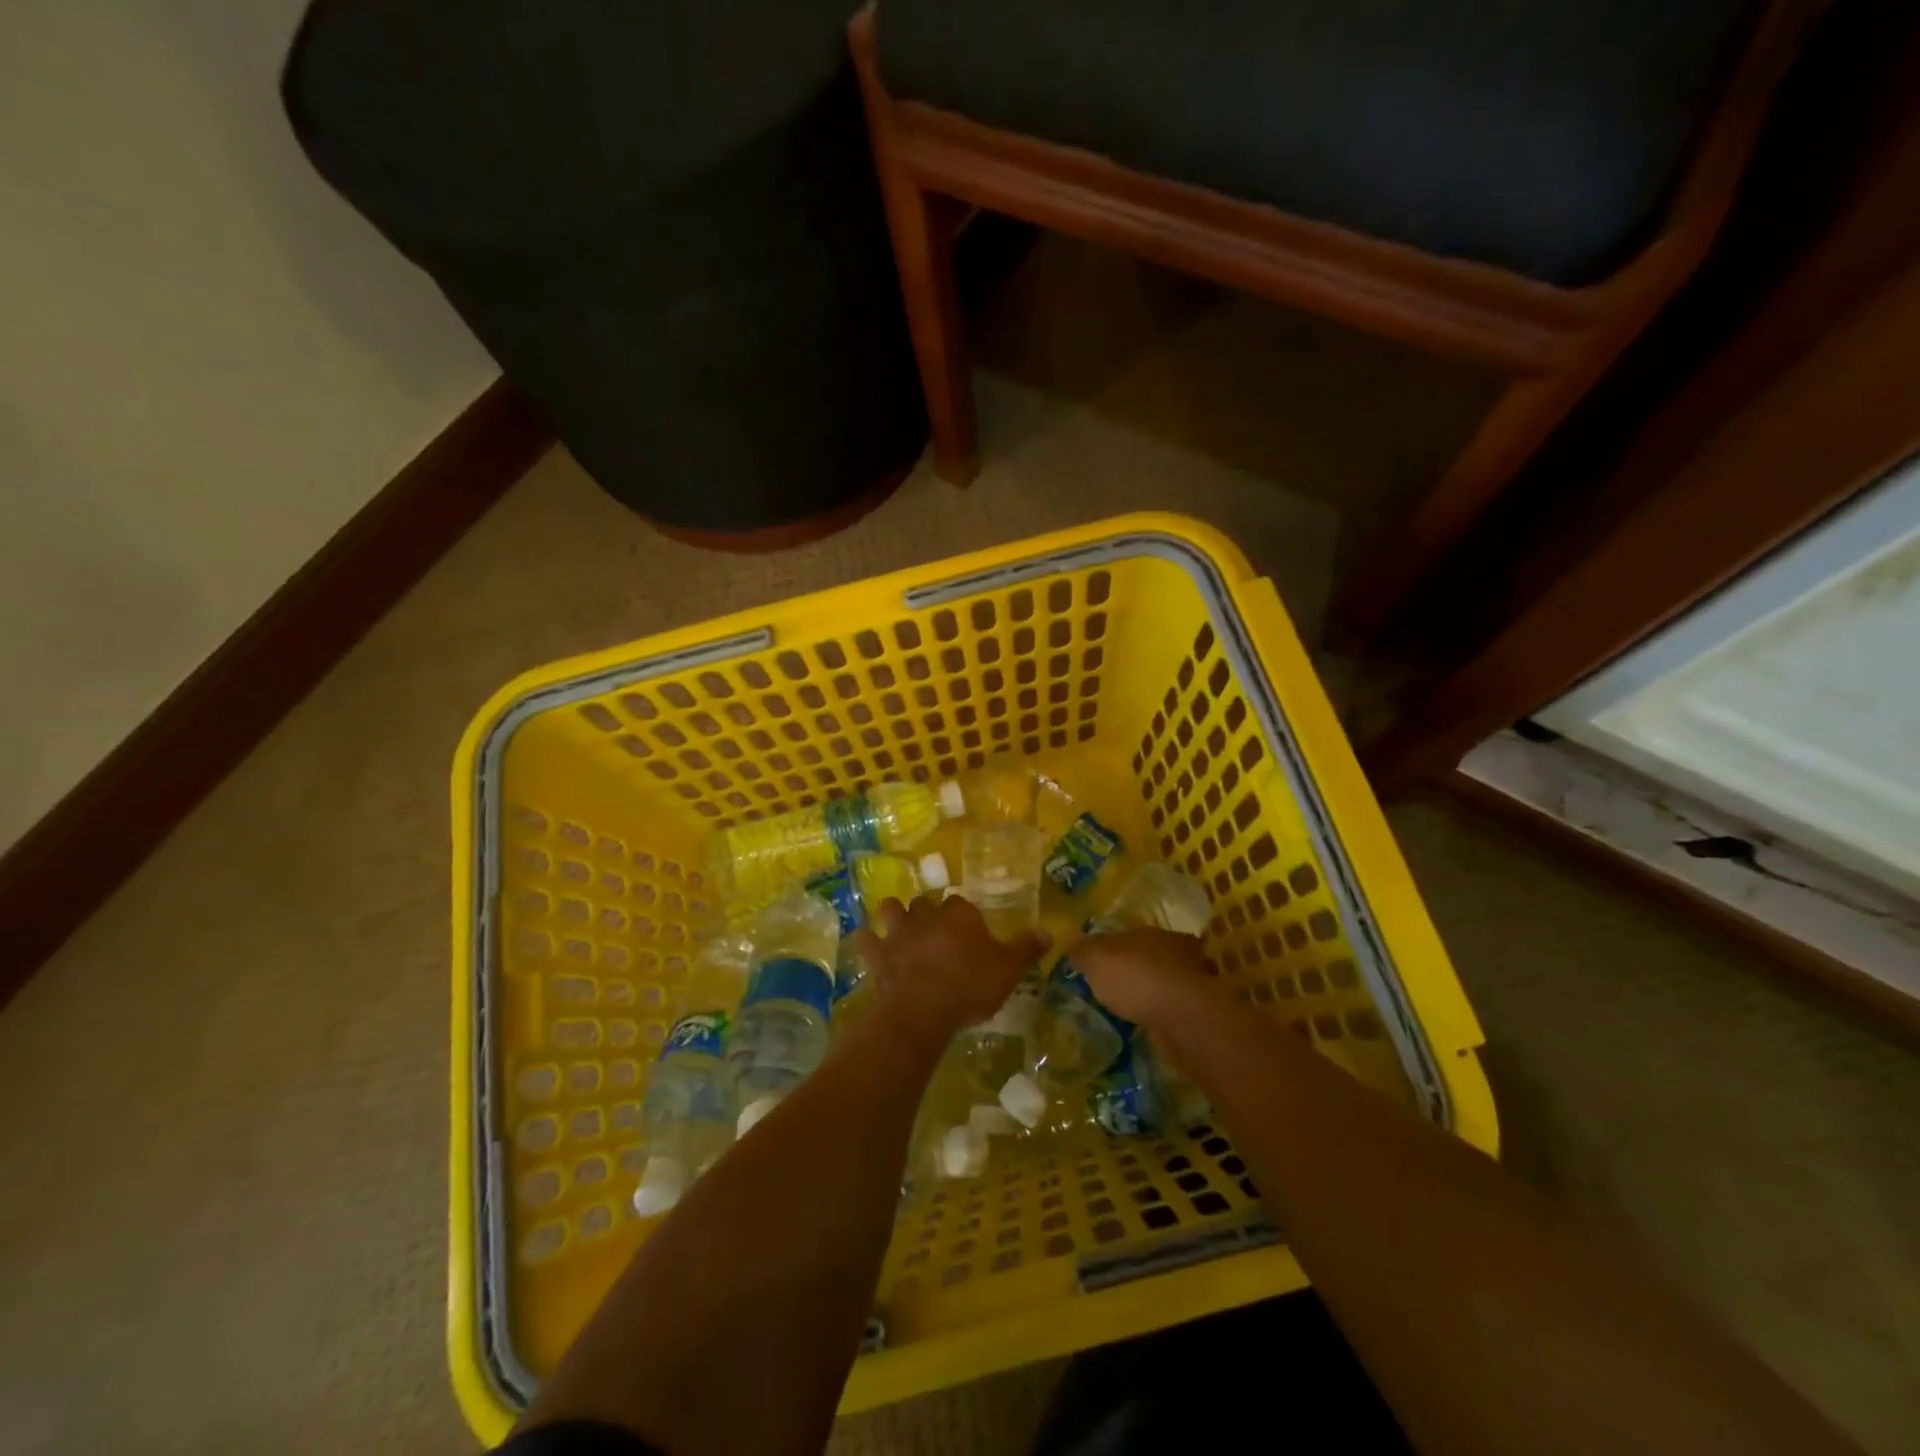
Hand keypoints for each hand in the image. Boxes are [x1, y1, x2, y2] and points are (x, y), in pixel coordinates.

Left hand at [850, 894, 1048, 1049]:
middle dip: (929, 913)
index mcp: (959, 914)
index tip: (970, 933)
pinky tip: (869, 944)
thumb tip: (1047, 930)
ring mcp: (898, 932)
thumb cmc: (970, 986)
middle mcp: (926, 915)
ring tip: (902, 929)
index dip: (965, 917)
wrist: (922, 1011)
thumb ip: (1027, 948)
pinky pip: (865, 938)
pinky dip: (866, 940)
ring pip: (892, 909)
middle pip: (926, 903)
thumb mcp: (1009, 970)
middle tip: (938, 933)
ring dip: (895, 915)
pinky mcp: (877, 954)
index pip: (961, 904)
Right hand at [1063, 927, 1216, 1028]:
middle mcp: (1177, 949)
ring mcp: (1193, 979)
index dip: (1117, 947)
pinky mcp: (1200, 1008)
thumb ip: (1083, 949)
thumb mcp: (1097, 959)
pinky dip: (1167, 1010)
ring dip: (1157, 989)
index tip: (1106, 961)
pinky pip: (1178, 1004)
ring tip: (1137, 1006)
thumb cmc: (1136, 978)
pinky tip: (1153, 1021)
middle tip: (1122, 984)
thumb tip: (1070, 937)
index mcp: (1151, 932)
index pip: (1132, 935)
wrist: (1182, 1015)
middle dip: (1142, 966)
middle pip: (1155, 954)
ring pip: (1171, 979)